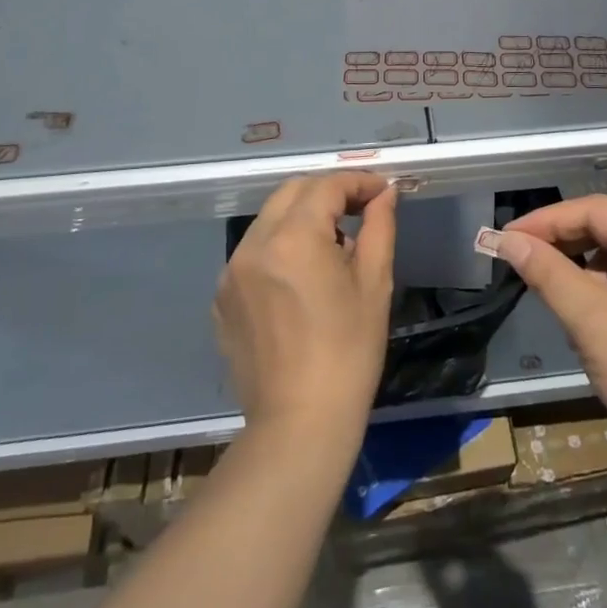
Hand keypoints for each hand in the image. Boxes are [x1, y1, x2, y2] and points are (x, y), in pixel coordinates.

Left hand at [215, 172, 395, 438]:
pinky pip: (253, 252)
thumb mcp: (374, 284)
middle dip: (328, 192)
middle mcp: (254, 244)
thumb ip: (379, 226)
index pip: (327, 186)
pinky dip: (278, 247)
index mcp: (293, 238)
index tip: (382, 191)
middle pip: (292, 192)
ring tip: (332, 246)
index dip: (358, 182)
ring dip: (302, 217)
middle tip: (360, 210)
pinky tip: (301, 277)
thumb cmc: (349, 353)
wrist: (299, 425)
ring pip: (269, 219)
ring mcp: (231, 272)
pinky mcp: (221, 298)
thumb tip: (385, 193)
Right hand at [497, 195, 606, 467]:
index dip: (546, 221)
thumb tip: (507, 240)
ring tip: (550, 288)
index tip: (505, 237)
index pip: (595, 210)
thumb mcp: (591, 320)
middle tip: (520, 259)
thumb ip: (547, 272)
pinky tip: (587, 313)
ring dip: (584, 268)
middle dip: (564, 244)